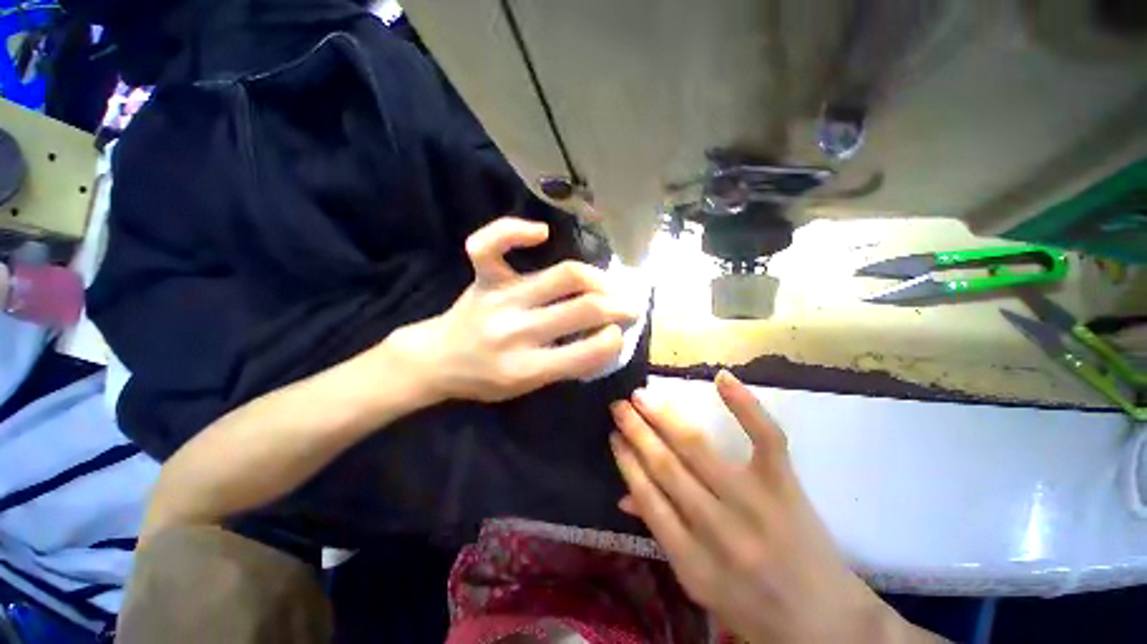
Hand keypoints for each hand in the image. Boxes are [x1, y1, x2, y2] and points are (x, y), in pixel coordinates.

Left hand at [396, 217, 635, 402]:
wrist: (436, 361)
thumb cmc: (485, 380)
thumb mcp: (528, 388)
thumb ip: (565, 365)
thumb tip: (605, 337)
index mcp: (526, 369)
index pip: (585, 353)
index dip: (613, 340)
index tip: (620, 333)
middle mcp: (516, 332)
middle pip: (582, 309)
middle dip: (618, 306)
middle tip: (629, 306)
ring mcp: (500, 299)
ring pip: (563, 276)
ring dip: (597, 278)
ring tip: (607, 284)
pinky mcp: (484, 278)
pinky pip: (492, 245)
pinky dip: (515, 230)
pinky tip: (542, 233)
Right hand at [609, 372, 939, 643]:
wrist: (826, 623)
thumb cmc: (752, 607)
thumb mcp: (698, 584)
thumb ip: (661, 534)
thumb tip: (623, 496)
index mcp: (693, 562)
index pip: (648, 498)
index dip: (627, 461)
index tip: (613, 434)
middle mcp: (718, 530)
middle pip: (667, 467)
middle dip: (637, 430)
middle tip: (619, 405)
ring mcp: (755, 504)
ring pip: (699, 449)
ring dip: (664, 417)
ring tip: (641, 395)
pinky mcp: (786, 487)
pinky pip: (766, 439)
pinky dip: (744, 405)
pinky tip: (721, 378)